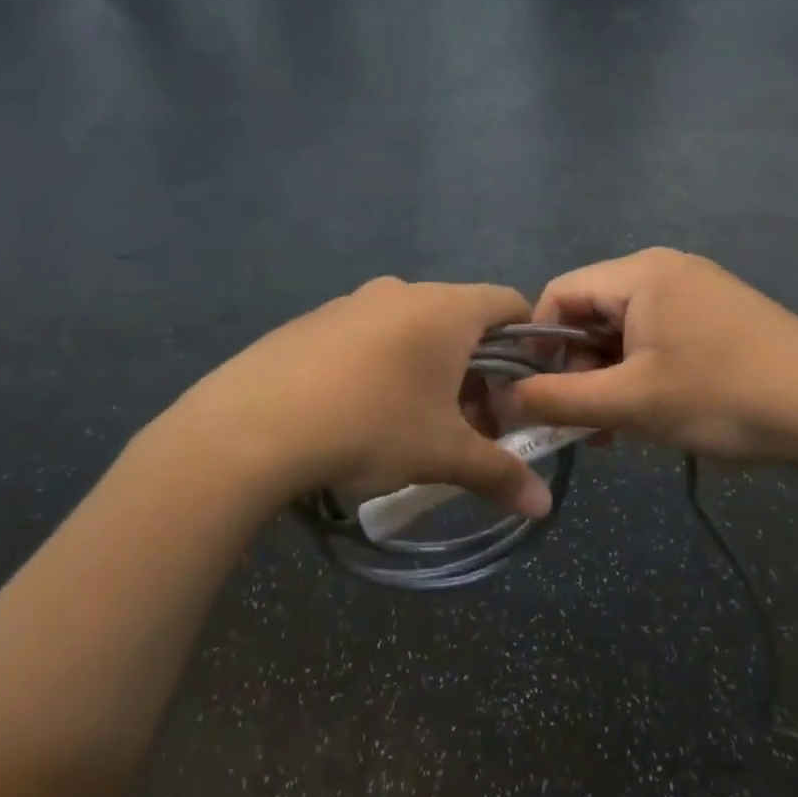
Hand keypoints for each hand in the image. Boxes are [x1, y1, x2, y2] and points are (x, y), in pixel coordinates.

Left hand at [151, 278, 552, 518]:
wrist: (254, 423)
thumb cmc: (371, 425)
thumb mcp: (441, 453)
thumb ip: (499, 473)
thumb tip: (543, 505)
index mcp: (445, 308)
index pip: (508, 302)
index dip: (526, 341)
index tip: (522, 387)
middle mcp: (402, 291)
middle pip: (459, 319)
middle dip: (475, 368)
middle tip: (469, 421)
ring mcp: (352, 301)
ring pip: (410, 327)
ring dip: (427, 367)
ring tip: (413, 421)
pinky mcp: (314, 320)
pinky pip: (366, 335)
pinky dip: (381, 363)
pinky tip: (358, 410)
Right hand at [504, 248, 797, 475]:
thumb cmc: (724, 398)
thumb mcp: (631, 403)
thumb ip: (557, 400)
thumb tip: (500, 403)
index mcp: (640, 272)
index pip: (559, 293)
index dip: (539, 345)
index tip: (540, 395)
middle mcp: (666, 268)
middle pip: (592, 311)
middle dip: (577, 368)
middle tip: (585, 422)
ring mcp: (698, 289)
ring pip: (625, 329)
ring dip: (609, 377)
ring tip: (617, 428)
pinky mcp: (720, 315)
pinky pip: (659, 336)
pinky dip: (643, 372)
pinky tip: (653, 412)